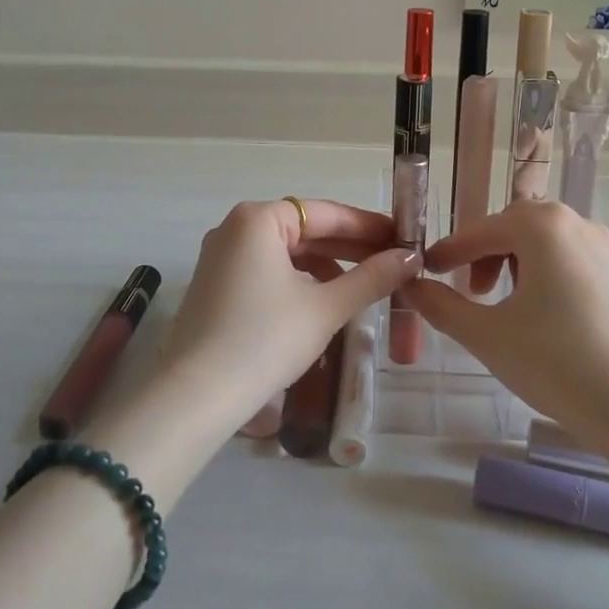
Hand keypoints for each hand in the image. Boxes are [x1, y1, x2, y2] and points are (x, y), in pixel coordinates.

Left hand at [159, 199, 417, 425]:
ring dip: (327, 266)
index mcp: (258, 219)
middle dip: (349, 248)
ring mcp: (221, 257)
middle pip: (304, 230)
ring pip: (287, 253)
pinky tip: (324, 301)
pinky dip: (299, 281)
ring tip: (364, 286)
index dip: (368, 226)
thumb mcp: (325, 307)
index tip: (403, 238)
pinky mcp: (216, 286)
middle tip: (393, 262)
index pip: (325, 213)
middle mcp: (235, 228)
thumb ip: (371, 278)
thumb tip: (410, 258)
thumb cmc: (266, 339)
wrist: (198, 395)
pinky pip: (268, 271)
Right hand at [402, 200, 608, 436]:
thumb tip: (411, 286)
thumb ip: (441, 305)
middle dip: (482, 255)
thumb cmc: (555, 362)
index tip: (425, 271)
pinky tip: (535, 310)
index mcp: (541, 225)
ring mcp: (600, 245)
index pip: (480, 231)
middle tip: (467, 292)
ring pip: (540, 241)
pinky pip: (564, 256)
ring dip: (511, 262)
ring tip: (499, 303)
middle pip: (512, 227)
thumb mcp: (486, 334)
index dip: (448, 251)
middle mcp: (574, 221)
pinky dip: (540, 272)